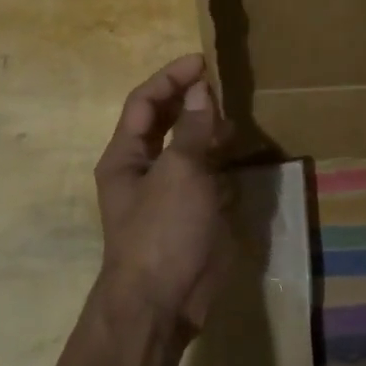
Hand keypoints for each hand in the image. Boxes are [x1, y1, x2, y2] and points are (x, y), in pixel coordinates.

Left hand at [93, 53, 231, 335]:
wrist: (163, 303)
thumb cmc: (163, 230)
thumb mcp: (180, 172)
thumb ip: (193, 128)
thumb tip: (201, 90)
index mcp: (126, 155)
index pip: (145, 102)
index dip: (171, 77)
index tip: (203, 62)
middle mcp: (144, 169)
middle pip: (166, 122)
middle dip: (192, 102)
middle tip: (224, 90)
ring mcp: (169, 193)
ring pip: (190, 149)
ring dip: (210, 133)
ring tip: (235, 125)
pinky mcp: (193, 215)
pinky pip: (209, 178)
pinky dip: (222, 166)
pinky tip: (239, 163)